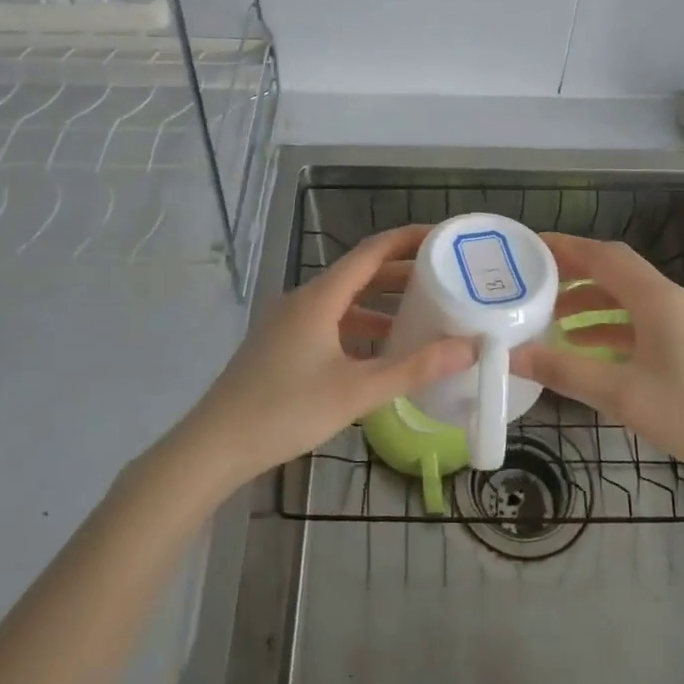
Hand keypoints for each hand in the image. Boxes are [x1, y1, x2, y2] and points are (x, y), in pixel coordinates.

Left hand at [176, 225, 474, 495]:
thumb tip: (469, 347)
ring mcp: (288, 322)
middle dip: (401, 273)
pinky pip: (329, 322)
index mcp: (320, 297)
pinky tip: (379, 351)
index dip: (408, 239)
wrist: (214, 446)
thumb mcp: (356, 391)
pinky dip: (359, 327)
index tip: (443, 237)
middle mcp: (303, 299)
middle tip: (444, 278)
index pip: (371, 251)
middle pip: (359, 273)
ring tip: (422, 315)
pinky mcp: (281, 345)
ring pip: (344, 301)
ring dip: (381, 303)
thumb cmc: (286, 410)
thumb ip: (413, 368)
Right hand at [514, 233, 683, 496]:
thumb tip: (511, 356)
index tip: (528, 248)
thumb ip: (565, 372)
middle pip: (615, 271)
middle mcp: (671, 299)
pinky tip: (589, 349)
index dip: (565, 247)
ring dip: (591, 302)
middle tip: (532, 283)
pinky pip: (642, 321)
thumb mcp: (624, 395)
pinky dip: (611, 326)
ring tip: (551, 319)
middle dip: (573, 273)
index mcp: (656, 299)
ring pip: (628, 298)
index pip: (603, 256)